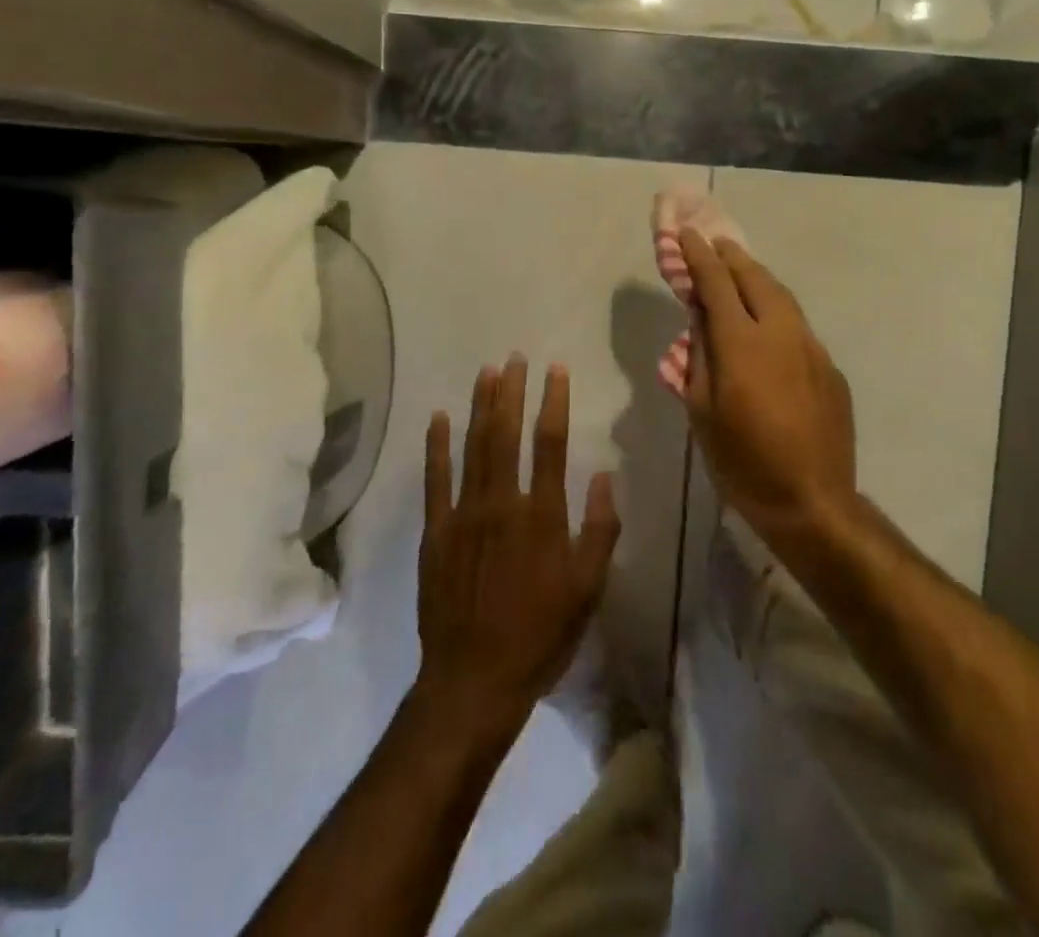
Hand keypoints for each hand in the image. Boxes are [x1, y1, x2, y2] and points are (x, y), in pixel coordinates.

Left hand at [416, 358, 620, 736]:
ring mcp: (464, 514)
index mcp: (543, 515)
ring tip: (486, 372)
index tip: (554, 370)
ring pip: (474, 447)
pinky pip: (435, 480)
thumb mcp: (588, 589)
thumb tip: (603, 475)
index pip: (551, 444)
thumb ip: (599, 529)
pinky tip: (439, 418)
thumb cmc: (540, 635)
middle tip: (514, 358)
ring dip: (480, 407)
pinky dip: (437, 447)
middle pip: (507, 434)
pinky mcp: (436, 531)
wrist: (475, 679)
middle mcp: (503, 503)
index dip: (553, 402)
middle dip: (512, 392)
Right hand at [680, 228, 856, 542]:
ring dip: (758, 277)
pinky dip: (777, 310)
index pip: (716, 283)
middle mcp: (782, 333)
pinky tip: (768, 324)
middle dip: (732, 257)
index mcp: (742, 343)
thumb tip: (701, 320)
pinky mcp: (830, 368)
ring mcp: (812, 348)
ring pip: (783, 297)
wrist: (813, 502)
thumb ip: (700, 357)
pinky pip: (799, 326)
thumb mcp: (702, 411)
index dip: (698, 256)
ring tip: (740, 271)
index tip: (687, 234)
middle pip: (755, 278)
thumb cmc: (742, 461)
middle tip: (714, 243)